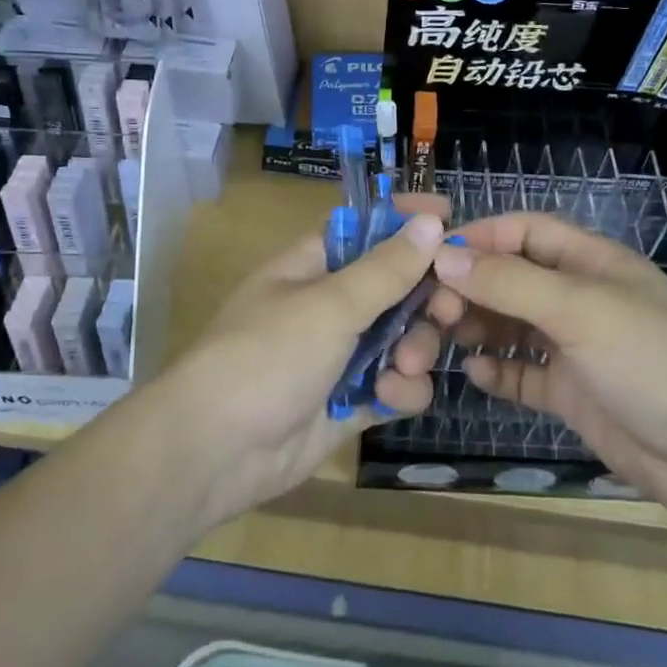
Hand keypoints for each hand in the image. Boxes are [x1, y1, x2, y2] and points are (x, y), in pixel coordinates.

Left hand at [153, 197, 449, 527]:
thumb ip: (386, 268)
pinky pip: (395, 386)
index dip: (403, 220)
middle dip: (425, 297)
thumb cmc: (268, 356)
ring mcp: (340, 356)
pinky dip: (400, 391)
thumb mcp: (329, 304)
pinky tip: (388, 399)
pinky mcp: (351, 402)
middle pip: (396, 286)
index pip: (365, 228)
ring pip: (403, 338)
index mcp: (312, 266)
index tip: (449, 215)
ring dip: (415, 349)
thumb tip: (431, 221)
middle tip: (449, 308)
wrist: (217, 451)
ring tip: (405, 364)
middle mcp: (329, 305)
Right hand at [427, 213, 666, 529]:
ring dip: (478, 327)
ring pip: (513, 325)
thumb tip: (443, 257)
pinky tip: (475, 375)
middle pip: (513, 278)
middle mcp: (580, 298)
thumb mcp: (581, 310)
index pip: (526, 231)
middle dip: (471, 287)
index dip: (481, 236)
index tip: (433, 254)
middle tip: (432, 309)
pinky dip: (499, 371)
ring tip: (441, 338)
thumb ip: (511, 282)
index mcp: (592, 262)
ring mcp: (577, 347)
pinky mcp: (573, 393)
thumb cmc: (655, 361)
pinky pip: (523, 374)